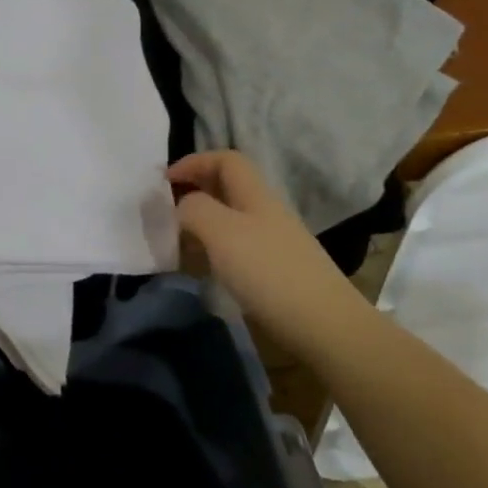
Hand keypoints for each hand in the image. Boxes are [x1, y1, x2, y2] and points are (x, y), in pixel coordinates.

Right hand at [169, 151, 370, 352]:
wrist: (324, 327)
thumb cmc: (269, 272)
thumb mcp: (221, 232)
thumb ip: (194, 209)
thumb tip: (182, 207)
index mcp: (255, 195)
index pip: (225, 160)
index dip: (193, 162)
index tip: (163, 181)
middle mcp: (264, 213)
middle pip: (226, 188)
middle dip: (193, 192)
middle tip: (164, 211)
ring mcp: (271, 244)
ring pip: (228, 220)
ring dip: (200, 224)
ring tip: (175, 242)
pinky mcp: (273, 273)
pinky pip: (235, 249)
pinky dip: (212, 251)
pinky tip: (201, 269)